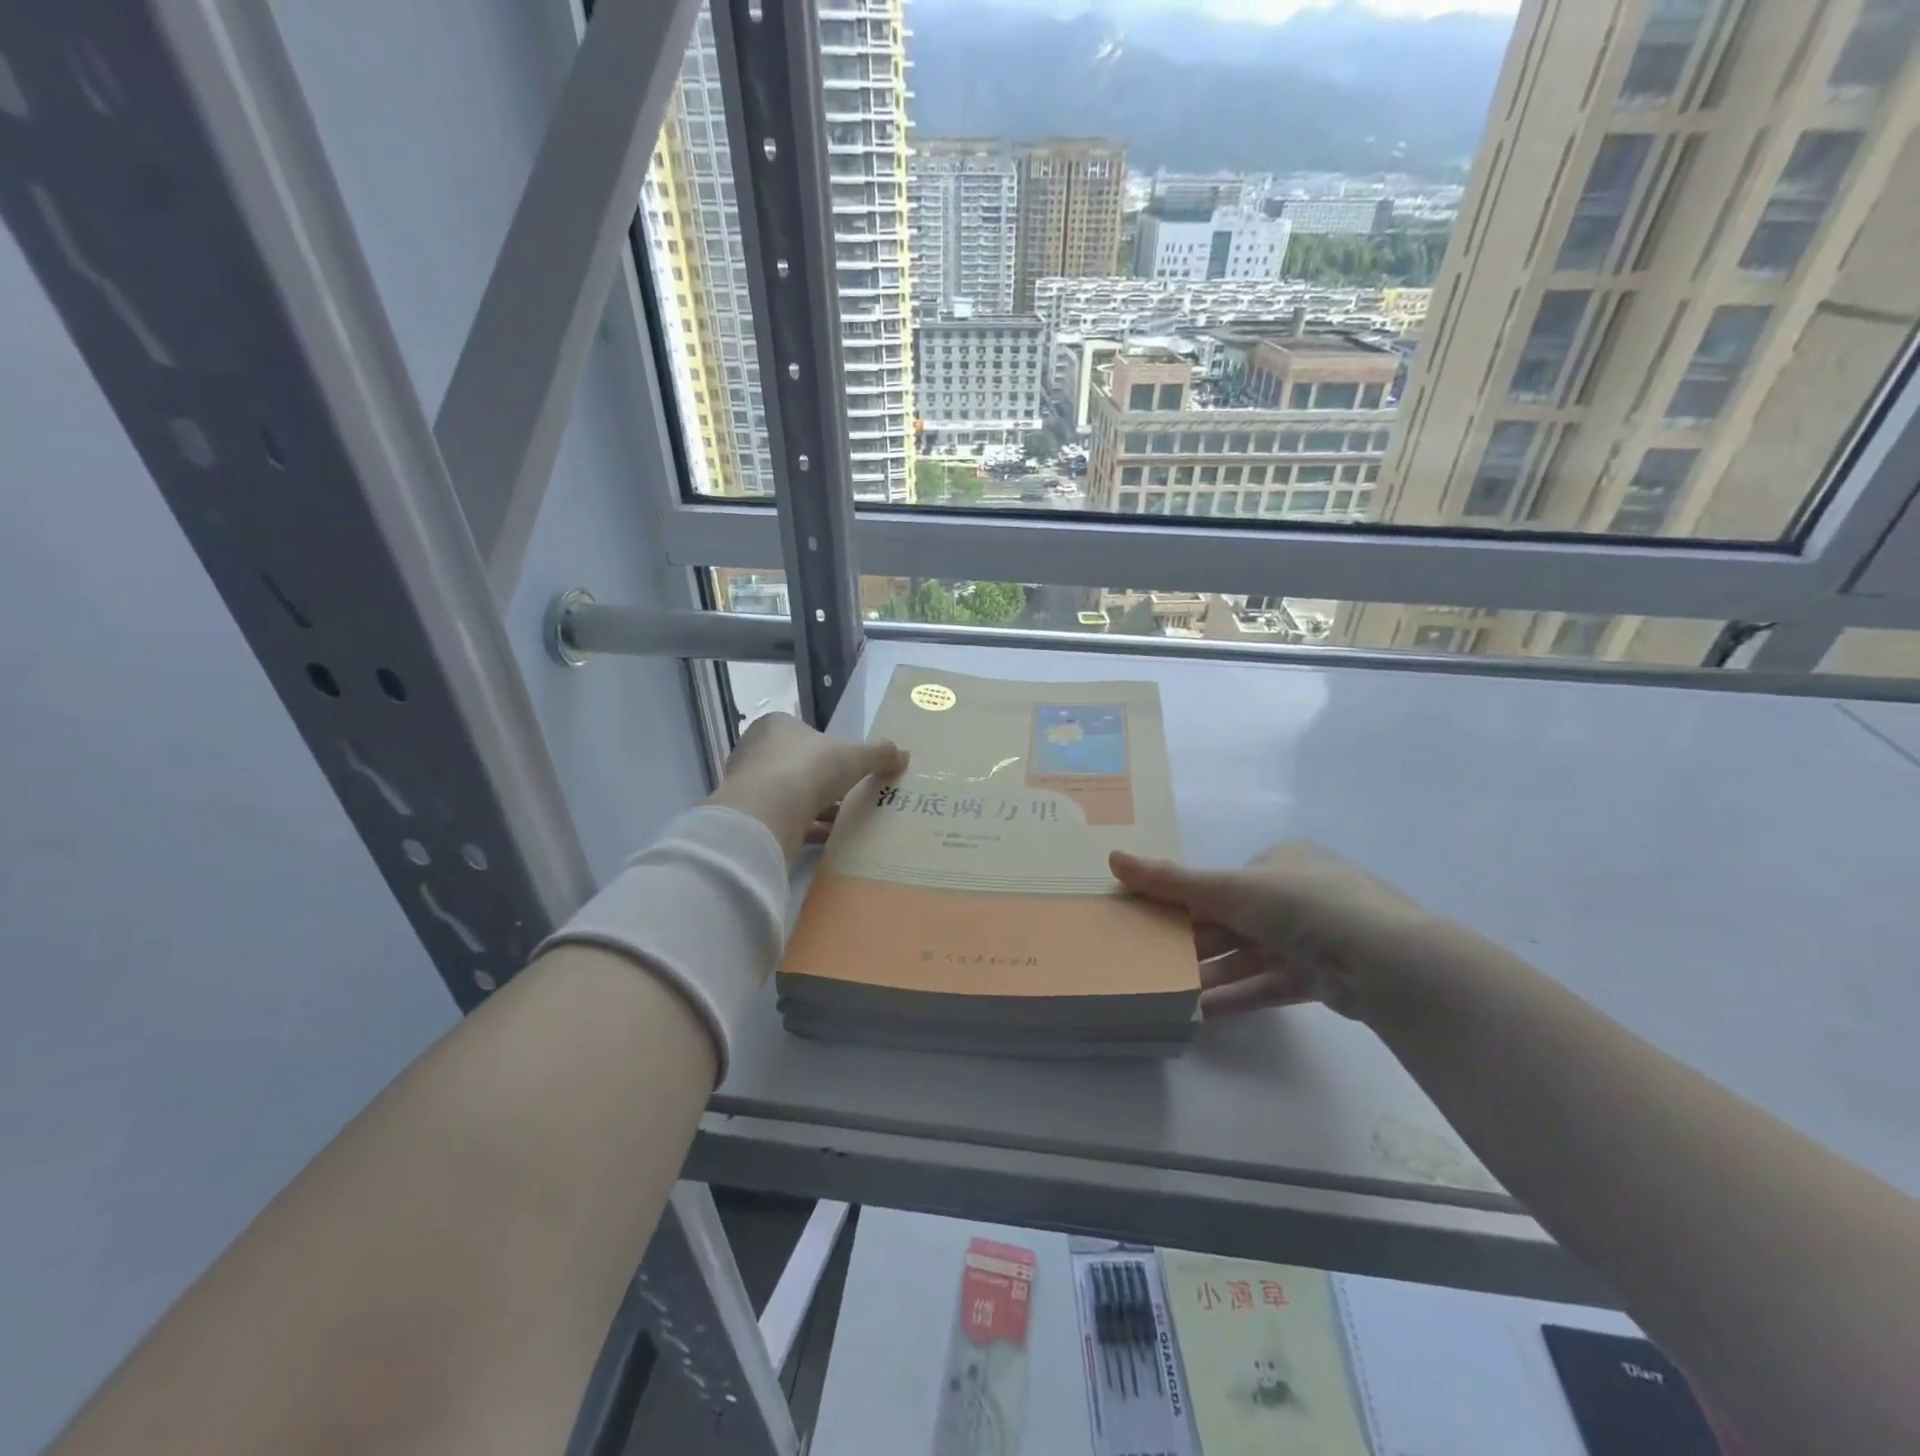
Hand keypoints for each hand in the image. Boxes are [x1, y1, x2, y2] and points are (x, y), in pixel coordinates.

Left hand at [708, 714, 906, 865]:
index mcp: (776, 726)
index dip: (828, 748)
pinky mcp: (749, 818)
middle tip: (849, 793)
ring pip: (789, 794)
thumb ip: (878, 754)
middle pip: (797, 764)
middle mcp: (756, 751)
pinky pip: (784, 820)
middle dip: (822, 780)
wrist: (765, 816)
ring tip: (845, 818)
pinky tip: (830, 838)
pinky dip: (806, 827)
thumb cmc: (808, 770)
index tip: (848, 766)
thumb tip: (904, 754)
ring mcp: (749, 786)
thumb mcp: (853, 757)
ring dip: (816, 806)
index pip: (805, 733)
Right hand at [1110, 842, 1439, 1023]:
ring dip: (1213, 974)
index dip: (1188, 903)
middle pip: (1235, 920)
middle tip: (1155, 962)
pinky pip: (1270, 984)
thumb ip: (1171, 881)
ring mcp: (1315, 937)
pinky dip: (1238, 996)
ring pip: (1250, 956)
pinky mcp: (1324, 977)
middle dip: (1197, 943)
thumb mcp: (1229, 888)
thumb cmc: (1301, 904)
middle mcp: (1299, 894)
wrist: (1386, 960)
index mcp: (1282, 861)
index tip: (1154, 924)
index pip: (1225, 881)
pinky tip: (1203, 1013)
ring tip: (1171, 993)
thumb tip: (1112, 858)